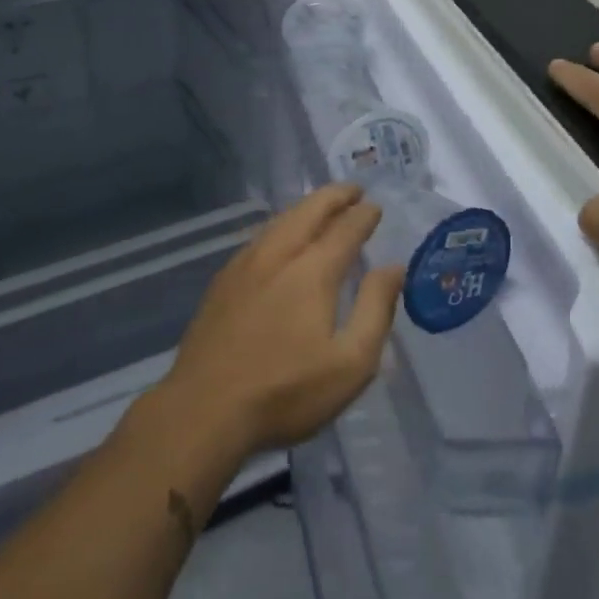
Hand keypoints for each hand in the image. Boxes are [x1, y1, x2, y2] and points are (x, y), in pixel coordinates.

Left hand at [160, 183, 401, 458]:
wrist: (204, 409)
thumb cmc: (286, 392)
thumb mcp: (350, 363)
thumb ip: (375, 309)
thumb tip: (393, 268)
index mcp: (312, 271)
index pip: (344, 229)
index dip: (363, 215)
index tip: (375, 206)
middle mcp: (277, 255)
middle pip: (308, 211)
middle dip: (333, 197)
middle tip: (353, 189)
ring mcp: (244, 265)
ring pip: (280, 221)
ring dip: (305, 207)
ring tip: (322, 206)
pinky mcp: (222, 281)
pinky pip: (259, 237)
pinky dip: (281, 225)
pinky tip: (281, 237)